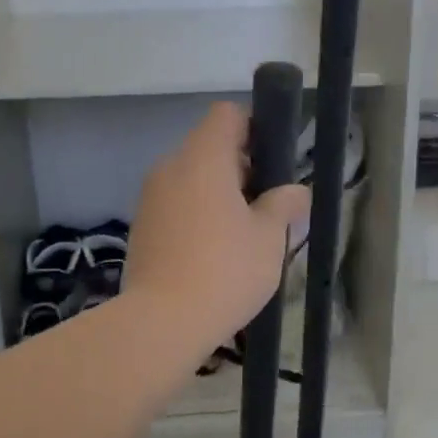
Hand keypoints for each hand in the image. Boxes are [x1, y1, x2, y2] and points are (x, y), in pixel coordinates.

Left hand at [123, 103, 310, 358]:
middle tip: (266, 205)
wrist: (161, 322)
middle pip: (209, 147)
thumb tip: (296, 192)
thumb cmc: (224, 271)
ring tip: (242, 234)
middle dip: (240, 167)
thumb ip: (284, 206)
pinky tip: (213, 252)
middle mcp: (170, 168)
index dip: (254, 128)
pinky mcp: (141, 226)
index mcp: (203, 159)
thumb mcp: (269, 238)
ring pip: (191, 178)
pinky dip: (196, 214)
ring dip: (217, 194)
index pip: (226, 115)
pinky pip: (175, 204)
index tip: (272, 162)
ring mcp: (150, 198)